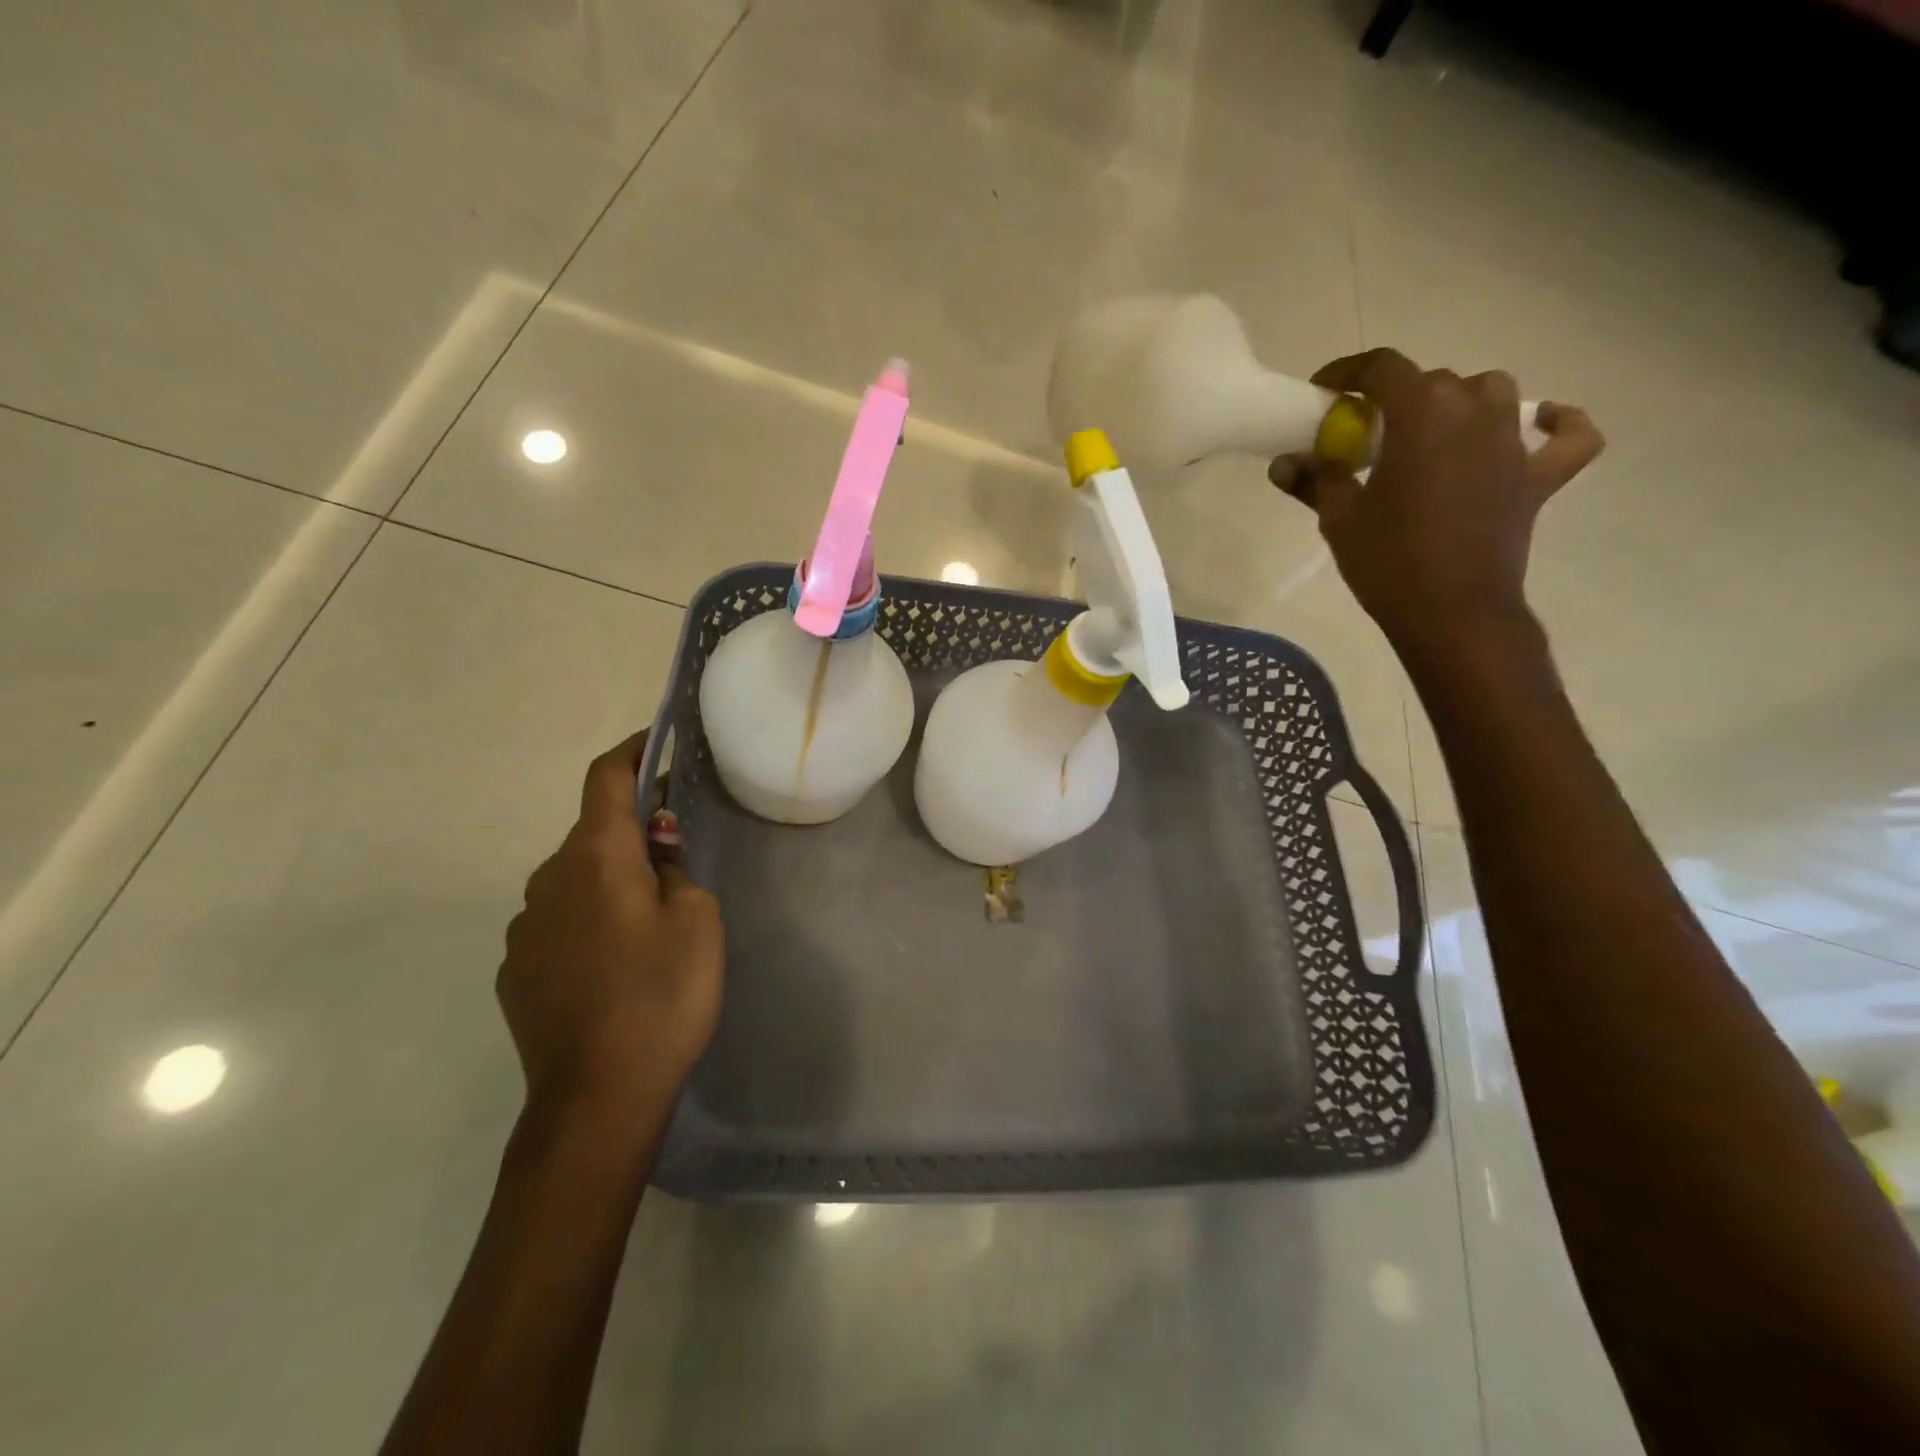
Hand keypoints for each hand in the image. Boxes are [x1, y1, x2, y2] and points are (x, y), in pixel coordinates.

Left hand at [498, 731, 723, 1118]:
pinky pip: (558, 923)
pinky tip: (616, 966)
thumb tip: (656, 853)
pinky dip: (589, 921)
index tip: (656, 742)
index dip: (630, 752)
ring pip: (575, 881)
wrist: (597, 1097)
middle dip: (632, 831)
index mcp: (595, 857)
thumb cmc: (661, 994)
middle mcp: (548, 880)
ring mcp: (524, 929)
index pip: (604, 779)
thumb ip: (676, 870)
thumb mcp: (697, 920)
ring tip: (650, 924)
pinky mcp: (516, 971)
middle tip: (676, 857)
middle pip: (592, 833)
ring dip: (610, 881)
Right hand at [1268, 349, 1603, 652]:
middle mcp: (1475, 414)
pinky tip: (1540, 423)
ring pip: (1493, 393)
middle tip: (1367, 433)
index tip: (1325, 390)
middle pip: (1434, 382)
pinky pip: (1569, 437)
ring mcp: (1513, 444)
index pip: (1384, 368)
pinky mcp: (1538, 478)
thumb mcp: (1339, 520)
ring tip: (1433, 430)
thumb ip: (1314, 482)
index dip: (1349, 371)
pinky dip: (1559, 424)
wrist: (1451, 612)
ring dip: (1460, 402)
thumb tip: (1283, 464)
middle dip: (1396, 398)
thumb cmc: (1388, 562)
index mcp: (1422, 416)